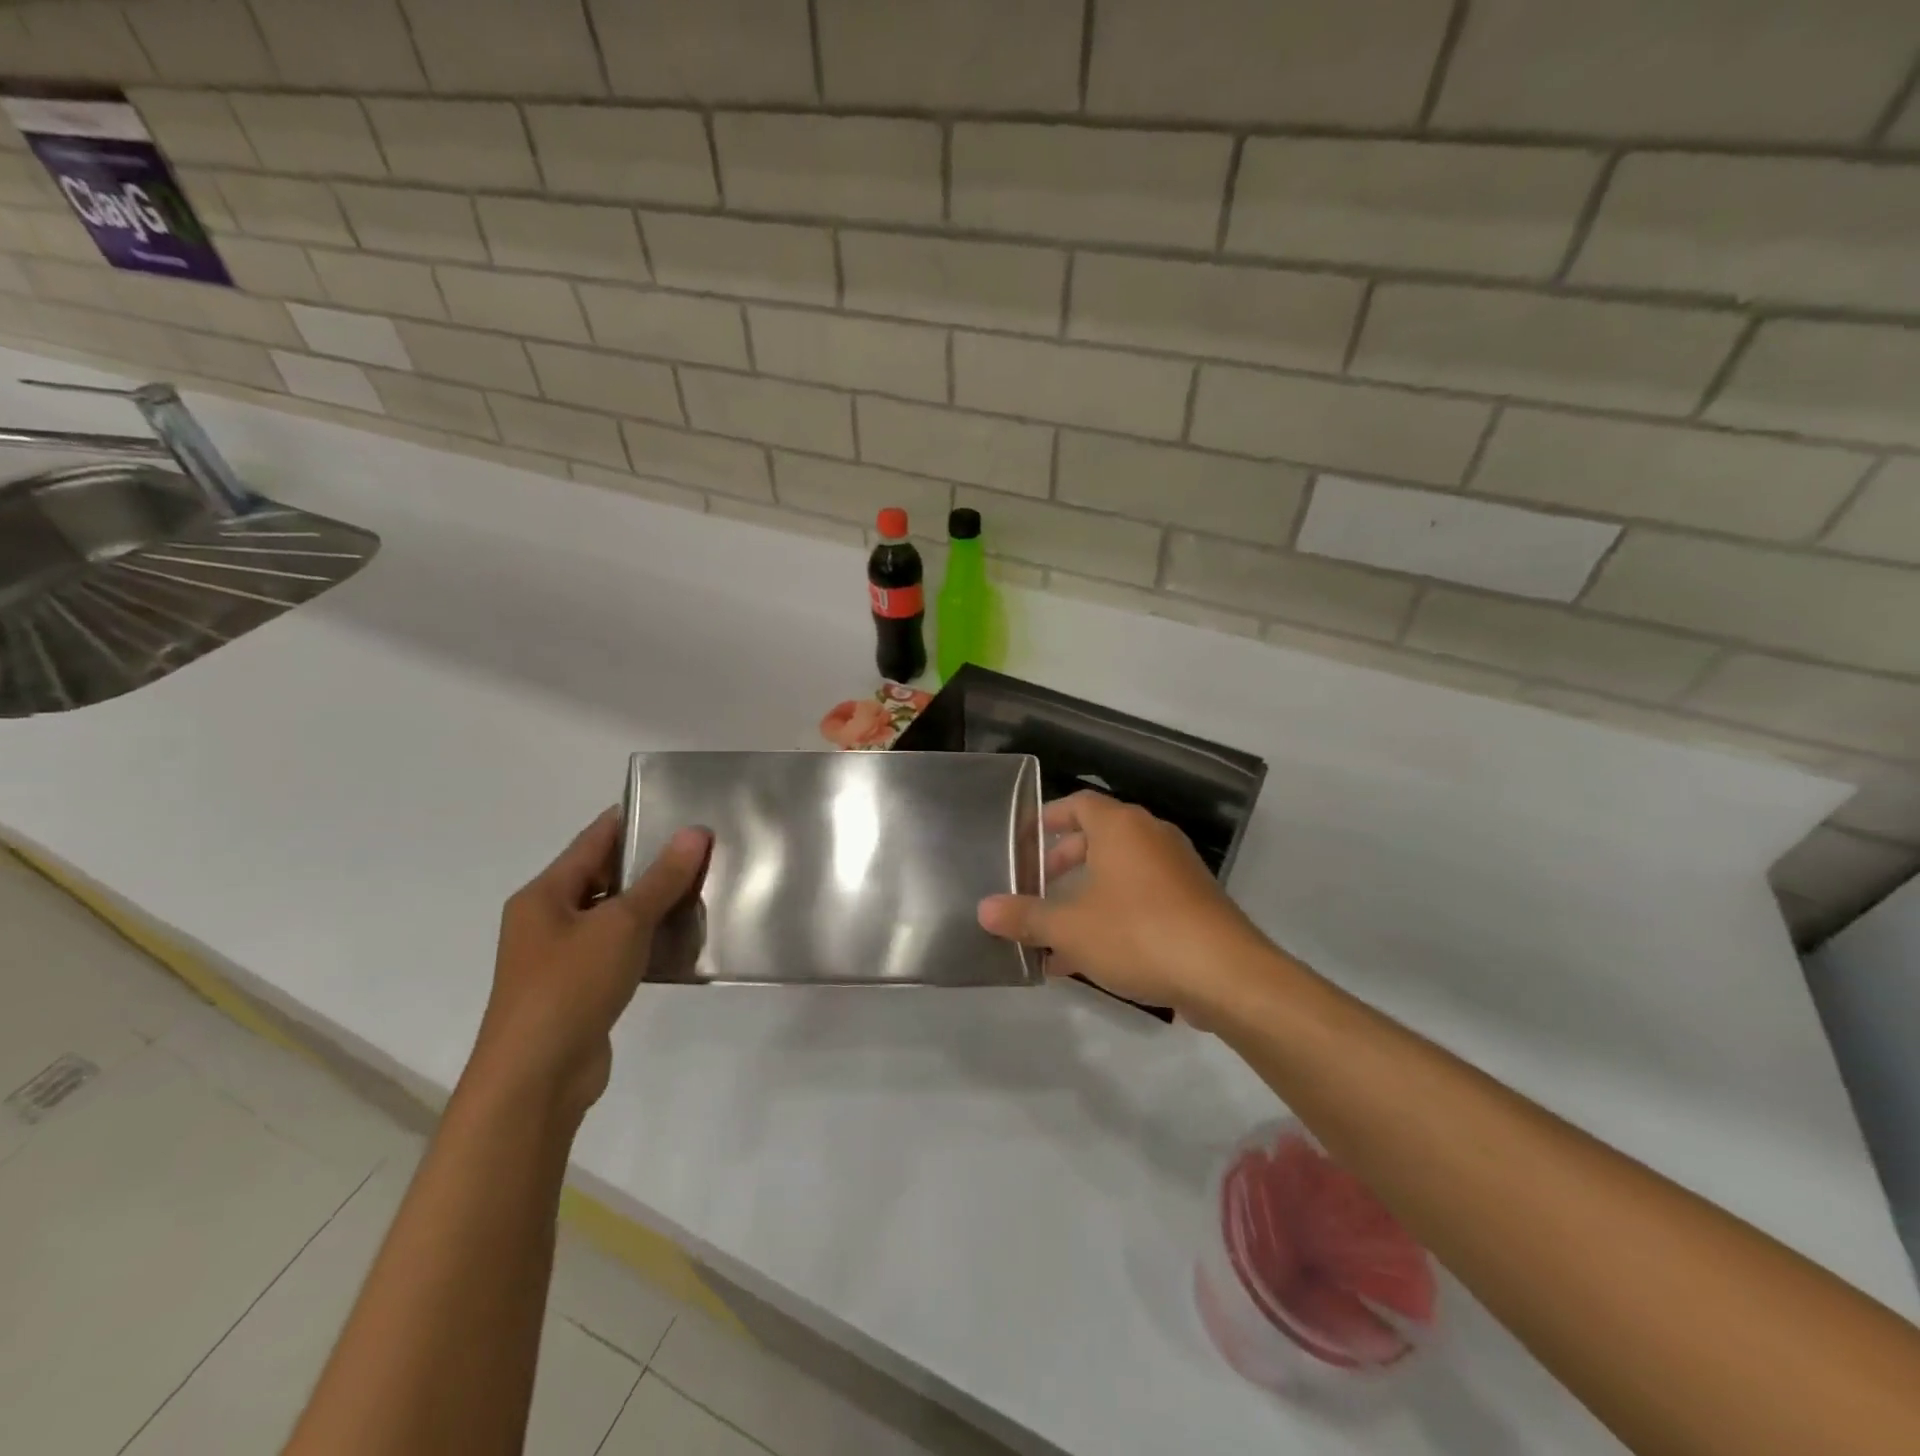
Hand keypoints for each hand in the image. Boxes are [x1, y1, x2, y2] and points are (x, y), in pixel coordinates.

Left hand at [468, 808, 709, 1121]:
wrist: (536, 1079)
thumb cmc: (570, 987)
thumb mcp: (622, 924)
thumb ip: (661, 879)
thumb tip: (695, 832)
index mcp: (545, 894)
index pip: (593, 840)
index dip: (633, 821)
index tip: (677, 807)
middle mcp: (547, 920)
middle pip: (603, 877)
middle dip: (649, 863)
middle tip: (702, 850)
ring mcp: (561, 957)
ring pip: (613, 915)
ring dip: (651, 904)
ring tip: (702, 889)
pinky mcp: (579, 988)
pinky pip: (617, 949)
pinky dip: (646, 940)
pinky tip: (682, 939)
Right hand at [978, 791, 1268, 1017]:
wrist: (1226, 974)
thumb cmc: (1138, 933)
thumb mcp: (1070, 928)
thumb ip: (1026, 917)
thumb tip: (984, 909)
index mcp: (1121, 827)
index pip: (1078, 804)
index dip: (1049, 818)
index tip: (1025, 838)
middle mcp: (1151, 837)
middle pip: (1098, 839)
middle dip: (1063, 863)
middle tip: (1036, 888)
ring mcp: (1177, 870)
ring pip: (1119, 874)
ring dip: (1085, 898)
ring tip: (1055, 934)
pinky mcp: (1194, 903)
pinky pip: (1142, 899)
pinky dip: (1113, 916)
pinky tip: (1090, 960)